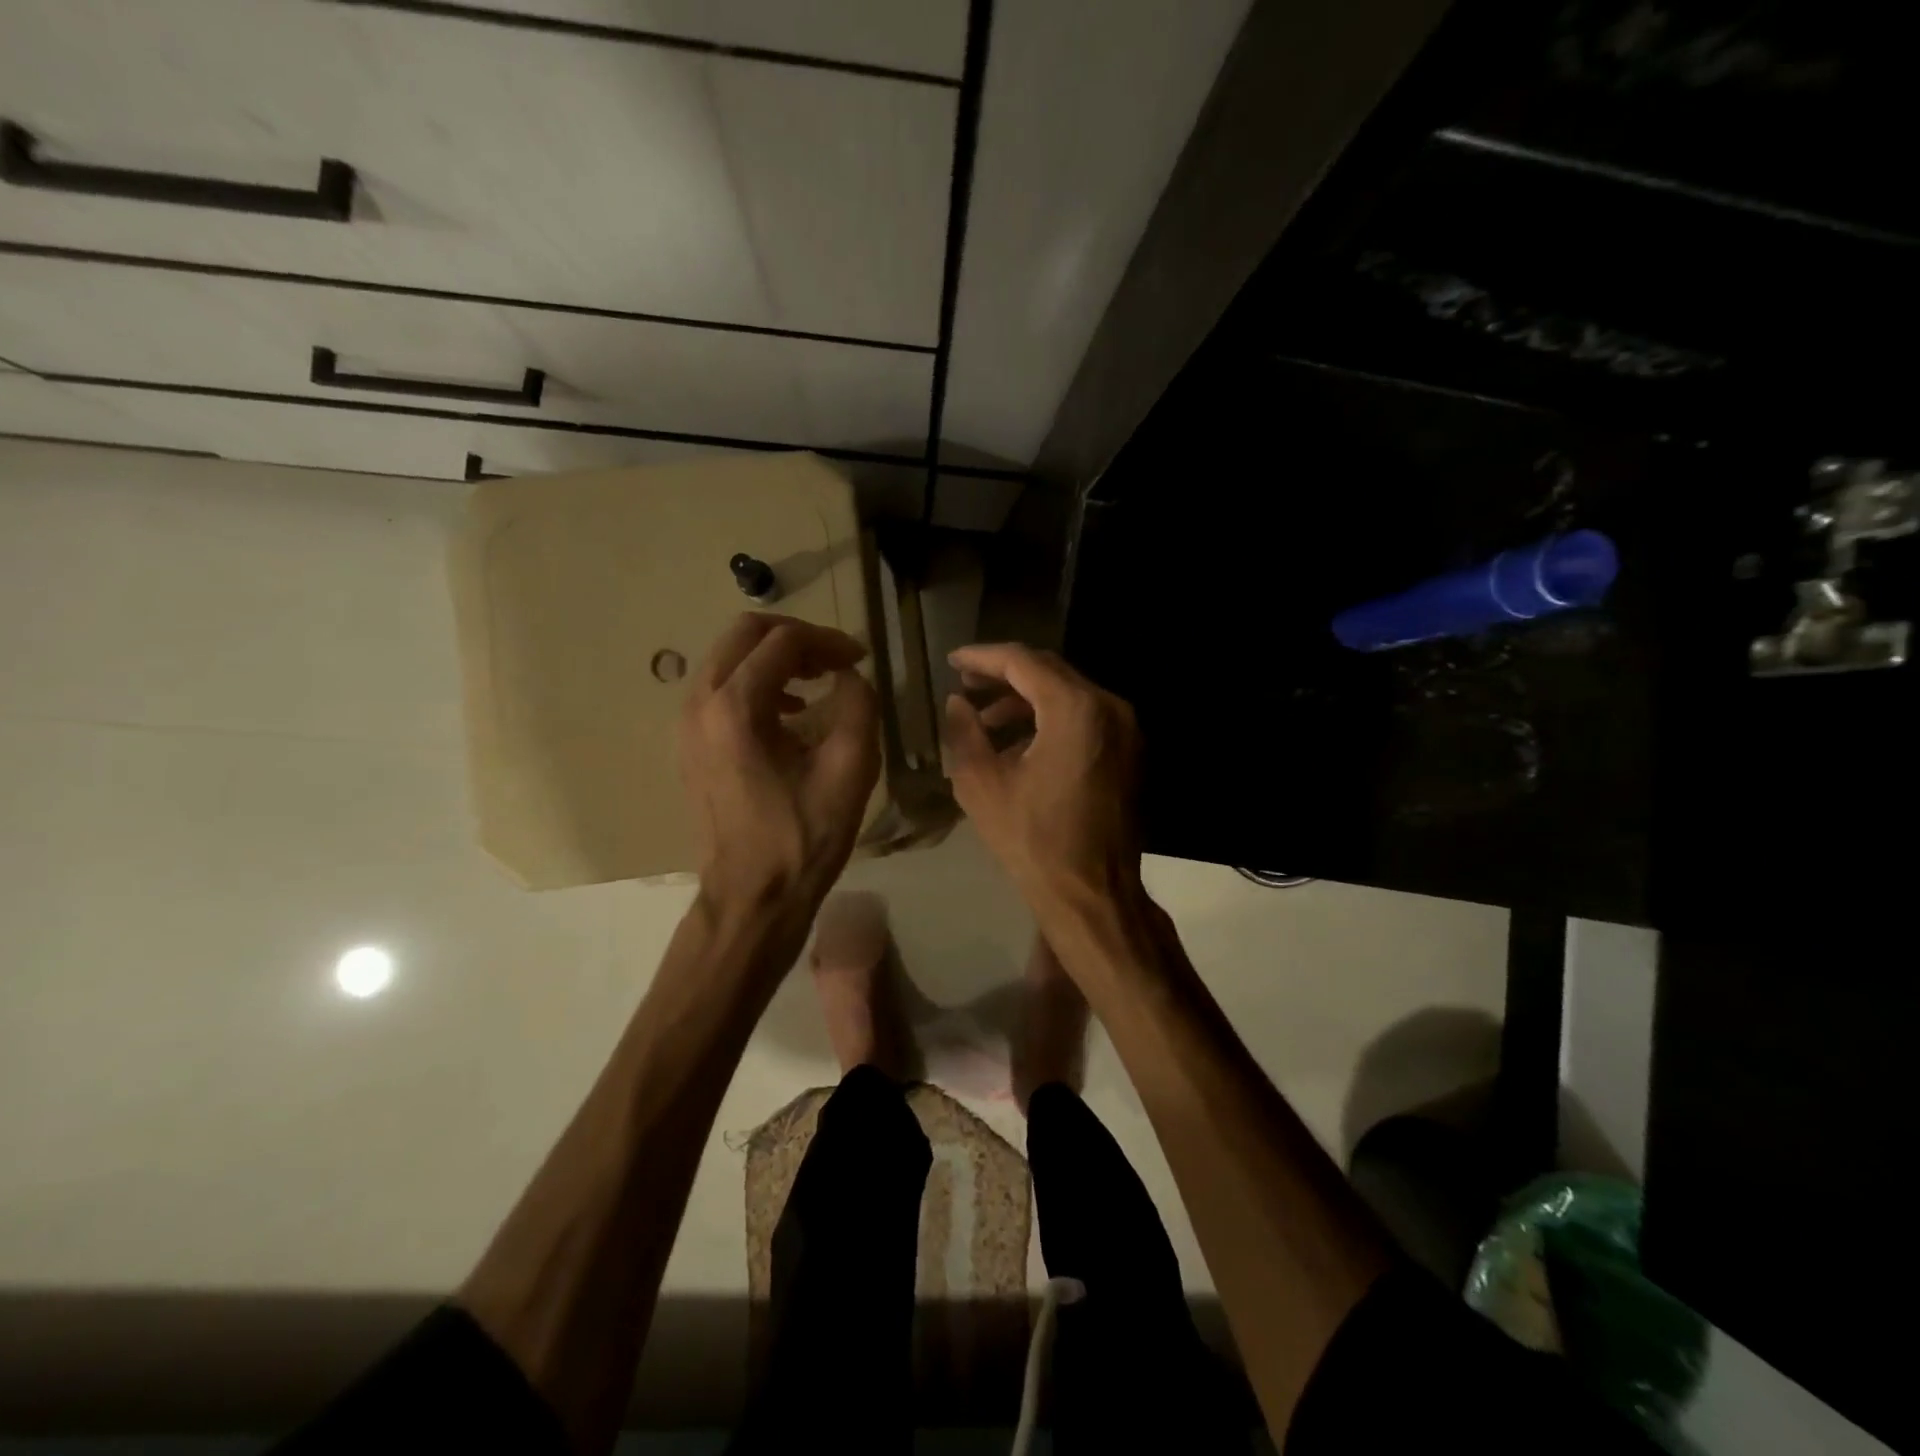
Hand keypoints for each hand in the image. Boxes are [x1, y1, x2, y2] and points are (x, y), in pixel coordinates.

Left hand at [680, 613, 880, 915]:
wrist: (752, 895)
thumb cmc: (803, 837)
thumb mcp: (851, 768)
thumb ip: (858, 704)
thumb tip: (849, 676)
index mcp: (736, 707)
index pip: (783, 640)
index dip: (829, 641)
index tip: (861, 657)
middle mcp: (699, 703)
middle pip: (745, 634)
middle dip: (797, 638)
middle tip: (836, 661)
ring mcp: (686, 723)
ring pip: (729, 657)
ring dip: (775, 658)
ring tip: (817, 681)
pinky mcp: (687, 743)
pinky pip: (720, 687)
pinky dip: (756, 682)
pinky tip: (789, 713)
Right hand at [943, 643, 1143, 910]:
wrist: (1093, 894)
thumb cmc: (1033, 841)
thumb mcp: (981, 784)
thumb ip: (964, 732)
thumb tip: (958, 702)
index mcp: (1076, 709)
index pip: (1023, 662)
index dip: (983, 657)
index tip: (952, 660)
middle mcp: (1109, 708)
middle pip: (1050, 672)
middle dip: (1004, 675)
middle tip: (966, 684)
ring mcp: (1126, 730)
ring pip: (1069, 694)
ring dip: (1026, 700)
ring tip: (985, 720)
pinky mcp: (1129, 752)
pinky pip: (1085, 718)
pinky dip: (1051, 720)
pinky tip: (1018, 743)